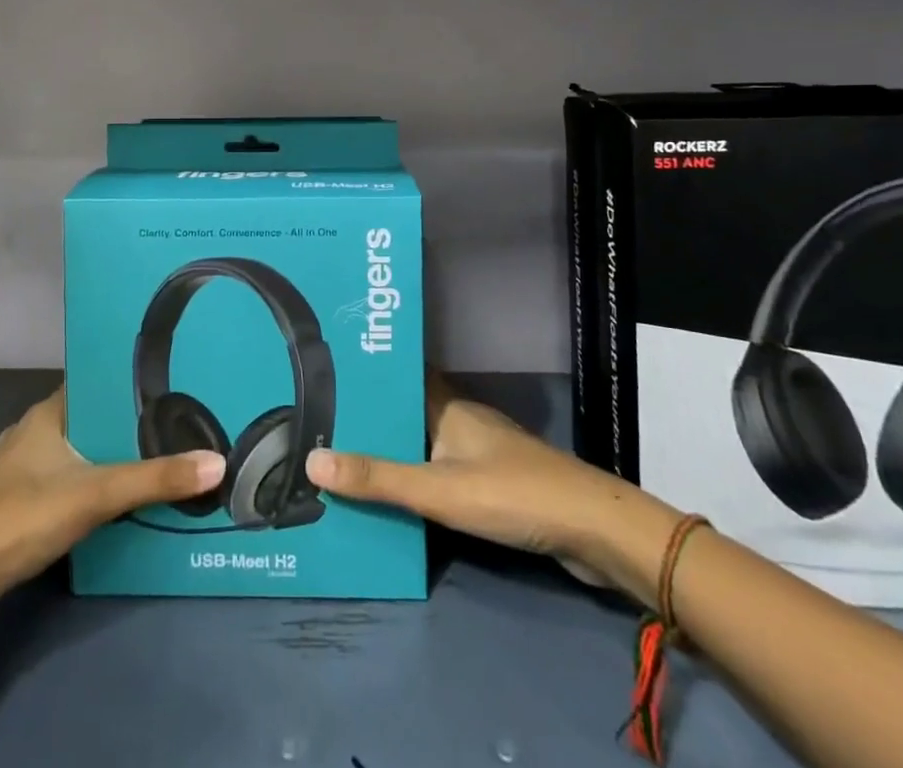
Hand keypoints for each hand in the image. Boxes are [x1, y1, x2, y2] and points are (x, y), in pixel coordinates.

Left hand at [0, 387, 223, 605]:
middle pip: (92, 420)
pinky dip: (94, 490)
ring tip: (159, 460)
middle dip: (129, 425)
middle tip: (178, 424)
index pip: (95, 382)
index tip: (171, 380)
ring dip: (112, 460)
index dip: (130, 381)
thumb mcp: (96, 493)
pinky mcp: (20, 509)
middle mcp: (34, 434)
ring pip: (80, 456)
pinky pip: (68, 486)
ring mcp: (23, 473)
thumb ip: (155, 479)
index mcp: (47, 413)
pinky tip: (121, 504)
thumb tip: (218, 463)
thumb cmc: (22, 517)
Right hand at [303, 372, 678, 604]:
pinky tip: (395, 498)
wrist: (590, 529)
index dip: (367, 372)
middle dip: (370, 418)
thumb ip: (378, 479)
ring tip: (344, 460)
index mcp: (445, 405)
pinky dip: (416, 479)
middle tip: (320, 425)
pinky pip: (440, 471)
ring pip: (422, 442)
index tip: (325, 373)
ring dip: (392, 450)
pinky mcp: (491, 483)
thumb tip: (311, 461)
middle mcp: (459, 419)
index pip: (399, 375)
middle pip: (406, 410)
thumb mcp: (437, 489)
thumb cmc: (511, 493)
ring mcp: (478, 451)